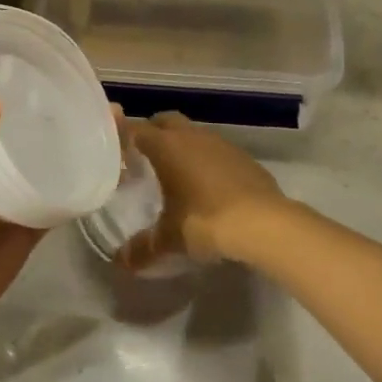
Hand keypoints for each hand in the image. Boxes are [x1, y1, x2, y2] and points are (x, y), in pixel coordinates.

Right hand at [118, 112, 288, 268]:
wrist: (264, 223)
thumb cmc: (206, 221)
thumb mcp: (170, 239)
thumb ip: (142, 248)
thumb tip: (121, 261)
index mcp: (166, 146)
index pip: (136, 129)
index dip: (123, 137)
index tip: (116, 152)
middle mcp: (191, 136)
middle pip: (165, 120)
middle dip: (153, 133)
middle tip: (144, 158)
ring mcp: (221, 143)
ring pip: (193, 133)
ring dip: (183, 146)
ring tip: (177, 173)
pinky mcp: (244, 157)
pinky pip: (217, 150)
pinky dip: (207, 160)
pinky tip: (209, 186)